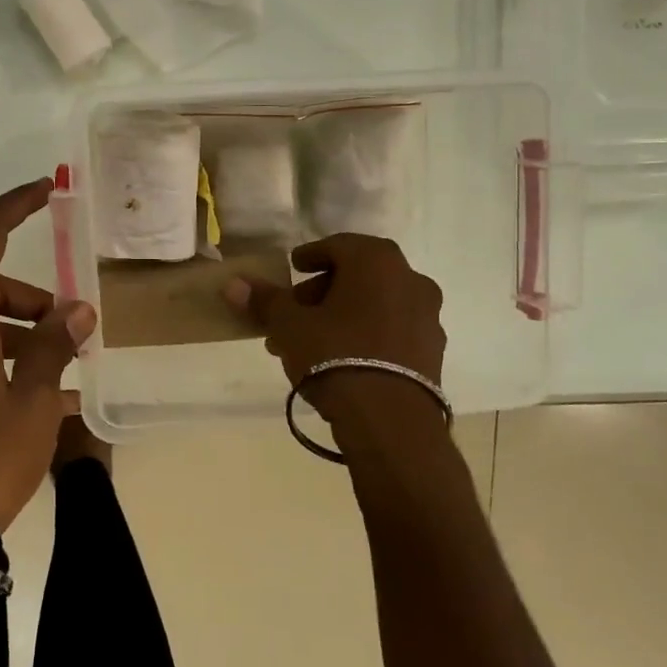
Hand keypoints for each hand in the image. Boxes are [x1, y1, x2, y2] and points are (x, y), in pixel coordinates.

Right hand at [224, 232, 445, 394]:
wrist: (390, 421)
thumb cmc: (335, 355)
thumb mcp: (289, 325)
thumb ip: (264, 300)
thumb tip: (233, 283)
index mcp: (376, 261)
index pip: (337, 246)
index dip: (310, 256)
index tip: (292, 269)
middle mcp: (410, 279)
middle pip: (357, 275)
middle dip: (322, 292)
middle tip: (293, 312)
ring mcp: (428, 316)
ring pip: (375, 304)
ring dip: (343, 314)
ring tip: (311, 341)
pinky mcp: (433, 351)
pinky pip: (392, 329)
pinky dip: (367, 333)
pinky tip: (342, 358)